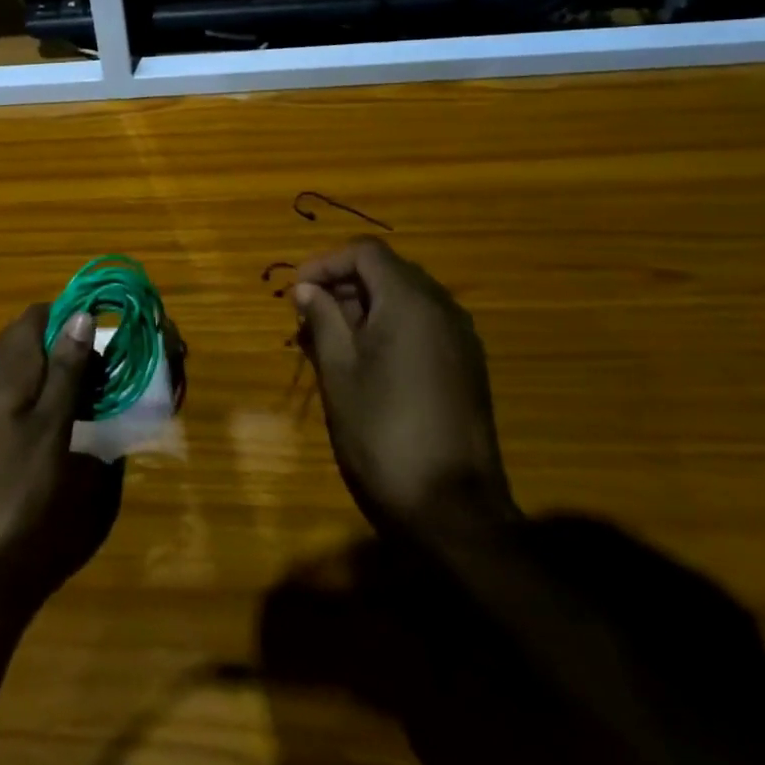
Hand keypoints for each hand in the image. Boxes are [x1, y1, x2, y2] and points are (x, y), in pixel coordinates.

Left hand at [0, 304, 96, 568]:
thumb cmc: (6, 486)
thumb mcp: (48, 427)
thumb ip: (65, 371)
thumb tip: (82, 313)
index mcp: (11, 368)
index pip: (38, 315)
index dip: (73, 314)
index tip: (110, 331)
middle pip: (34, 341)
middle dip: (73, 345)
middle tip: (111, 369)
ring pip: (31, 372)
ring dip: (65, 375)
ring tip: (102, 396)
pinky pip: (26, 401)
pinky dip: (53, 403)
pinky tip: (74, 429)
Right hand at [292, 238, 514, 535]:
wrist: (452, 511)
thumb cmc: (383, 431)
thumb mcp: (339, 371)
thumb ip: (322, 319)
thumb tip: (307, 289)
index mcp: (410, 302)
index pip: (365, 253)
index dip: (325, 263)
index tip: (297, 292)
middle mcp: (442, 309)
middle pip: (387, 272)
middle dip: (343, 285)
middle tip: (308, 317)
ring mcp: (461, 339)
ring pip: (405, 299)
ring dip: (364, 307)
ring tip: (329, 341)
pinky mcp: (467, 368)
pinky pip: (423, 326)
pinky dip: (389, 328)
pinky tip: (365, 363)